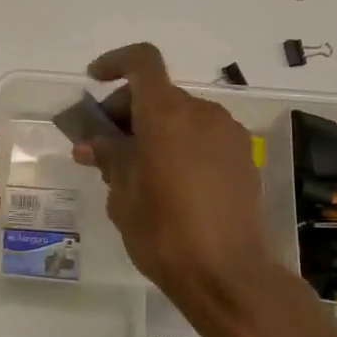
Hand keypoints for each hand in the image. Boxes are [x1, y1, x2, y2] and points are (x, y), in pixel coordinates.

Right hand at [71, 43, 272, 316]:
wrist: (228, 274)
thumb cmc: (164, 231)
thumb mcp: (123, 194)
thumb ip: (109, 157)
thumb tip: (92, 143)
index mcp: (167, 114)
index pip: (142, 62)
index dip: (115, 62)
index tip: (94, 81)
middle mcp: (201, 113)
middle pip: (159, 92)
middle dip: (127, 109)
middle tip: (105, 145)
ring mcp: (228, 134)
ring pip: (182, 115)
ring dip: (155, 129)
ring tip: (136, 170)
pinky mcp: (244, 157)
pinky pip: (203, 136)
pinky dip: (180, 144)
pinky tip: (169, 182)